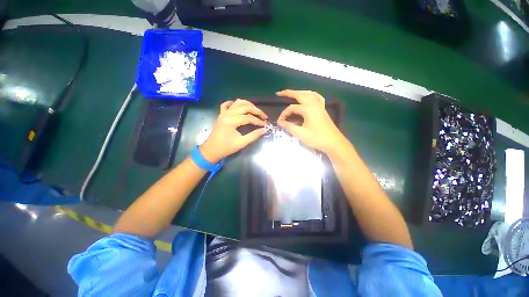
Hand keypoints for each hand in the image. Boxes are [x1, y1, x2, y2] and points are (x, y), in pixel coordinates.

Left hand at [200, 99, 268, 162]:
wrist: (211, 150)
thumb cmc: (226, 148)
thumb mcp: (242, 143)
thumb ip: (254, 135)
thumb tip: (265, 130)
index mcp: (232, 121)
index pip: (249, 117)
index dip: (259, 121)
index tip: (266, 125)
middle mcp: (228, 113)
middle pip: (245, 107)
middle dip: (257, 111)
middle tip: (264, 117)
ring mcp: (223, 112)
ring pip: (238, 103)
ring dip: (248, 105)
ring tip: (255, 111)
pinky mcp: (221, 114)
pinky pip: (227, 104)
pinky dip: (234, 103)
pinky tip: (239, 107)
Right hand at [277, 90, 344, 153]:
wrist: (333, 143)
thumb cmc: (317, 138)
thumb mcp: (301, 134)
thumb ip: (289, 127)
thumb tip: (280, 122)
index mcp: (308, 109)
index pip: (292, 108)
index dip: (284, 114)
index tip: (280, 122)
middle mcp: (314, 104)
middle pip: (300, 94)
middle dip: (289, 93)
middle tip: (279, 94)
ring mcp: (320, 106)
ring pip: (308, 94)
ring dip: (299, 92)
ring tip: (292, 94)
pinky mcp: (323, 109)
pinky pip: (316, 97)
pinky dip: (310, 95)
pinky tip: (308, 97)